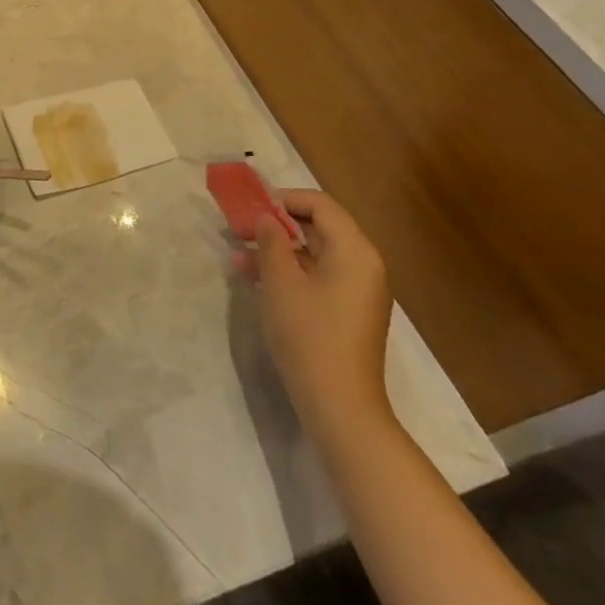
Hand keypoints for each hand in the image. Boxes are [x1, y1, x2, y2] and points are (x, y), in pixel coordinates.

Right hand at [233, 188, 394, 441]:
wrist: (339, 405)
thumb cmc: (309, 334)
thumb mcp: (281, 282)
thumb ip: (271, 241)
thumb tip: (266, 219)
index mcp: (355, 251)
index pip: (321, 205)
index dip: (284, 199)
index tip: (251, 208)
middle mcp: (364, 266)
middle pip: (320, 228)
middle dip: (278, 226)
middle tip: (241, 230)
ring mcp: (359, 292)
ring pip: (316, 255)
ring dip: (279, 251)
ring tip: (240, 258)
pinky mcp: (349, 313)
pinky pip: (319, 278)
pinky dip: (291, 273)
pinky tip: (258, 281)